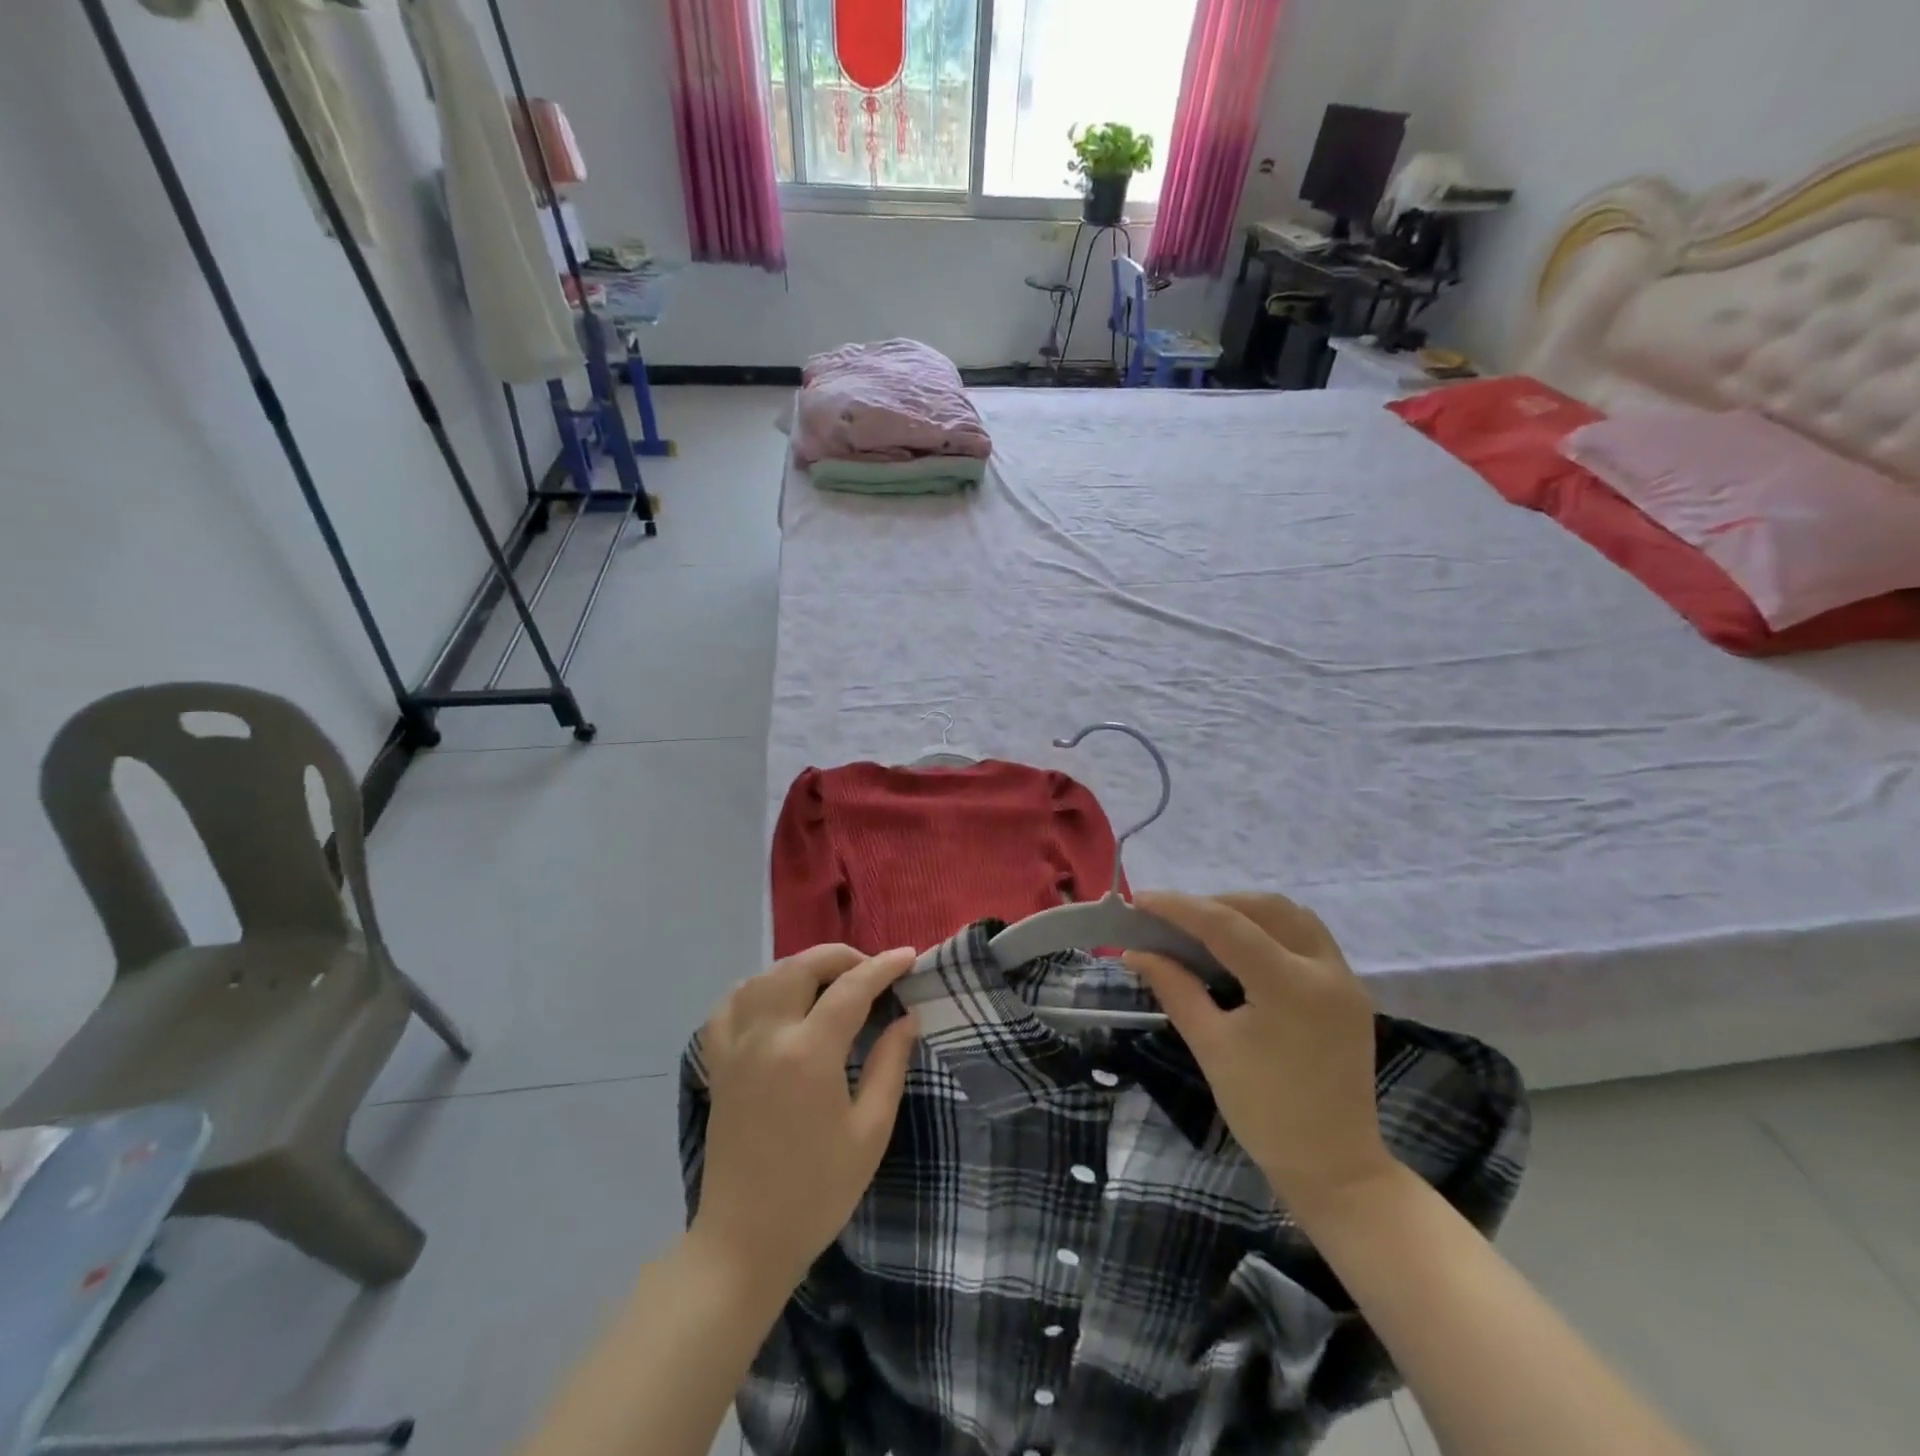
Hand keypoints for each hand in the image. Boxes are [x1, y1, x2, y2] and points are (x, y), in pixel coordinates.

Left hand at [692, 944, 919, 1294]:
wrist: (744, 1242)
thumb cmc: (817, 1192)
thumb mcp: (869, 1132)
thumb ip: (889, 1065)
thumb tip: (906, 1017)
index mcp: (809, 1054)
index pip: (851, 988)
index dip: (883, 967)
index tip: (909, 957)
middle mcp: (767, 1037)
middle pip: (801, 967)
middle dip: (841, 957)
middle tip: (872, 971)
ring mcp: (735, 1048)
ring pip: (764, 977)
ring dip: (801, 967)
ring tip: (830, 982)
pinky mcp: (718, 1064)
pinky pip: (730, 1006)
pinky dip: (756, 989)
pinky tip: (776, 1000)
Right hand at [1125, 892, 1394, 1215]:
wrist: (1334, 1169)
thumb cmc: (1265, 1112)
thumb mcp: (1211, 1045)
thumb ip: (1175, 988)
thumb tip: (1136, 952)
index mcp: (1290, 986)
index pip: (1226, 925)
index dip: (1180, 907)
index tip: (1140, 900)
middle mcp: (1326, 969)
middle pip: (1266, 908)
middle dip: (1214, 904)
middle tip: (1172, 918)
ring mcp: (1345, 979)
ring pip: (1292, 916)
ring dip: (1246, 911)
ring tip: (1204, 927)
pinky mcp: (1349, 992)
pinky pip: (1308, 938)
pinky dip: (1271, 930)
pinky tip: (1242, 948)